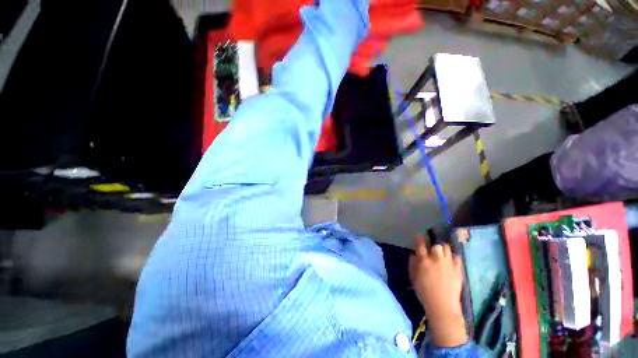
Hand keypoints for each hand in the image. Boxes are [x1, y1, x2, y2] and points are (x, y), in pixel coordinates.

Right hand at [409, 234, 466, 347]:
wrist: (442, 306)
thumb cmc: (424, 292)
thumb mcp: (413, 278)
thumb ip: (412, 264)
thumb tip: (413, 255)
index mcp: (424, 261)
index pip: (421, 245)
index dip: (420, 239)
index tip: (419, 235)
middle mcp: (436, 259)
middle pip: (436, 245)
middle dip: (434, 246)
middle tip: (433, 250)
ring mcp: (448, 264)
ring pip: (447, 249)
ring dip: (444, 249)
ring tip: (442, 253)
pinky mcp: (458, 270)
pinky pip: (457, 257)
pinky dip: (453, 257)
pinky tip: (451, 260)